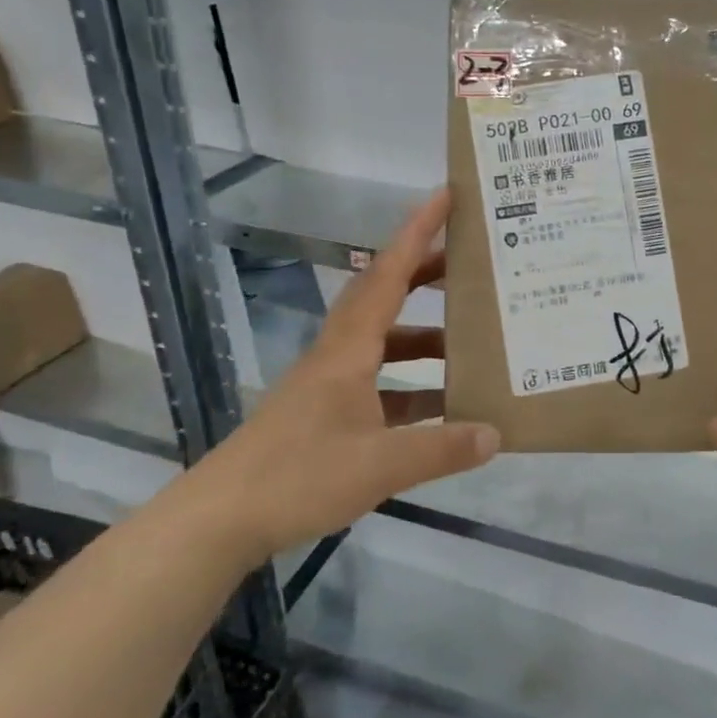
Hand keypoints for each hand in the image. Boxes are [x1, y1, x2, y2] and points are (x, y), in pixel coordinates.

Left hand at [188, 189, 499, 563]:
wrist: (220, 520)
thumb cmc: (298, 476)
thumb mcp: (379, 464)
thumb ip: (441, 448)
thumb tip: (496, 434)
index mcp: (349, 350)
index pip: (387, 275)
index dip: (416, 233)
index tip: (444, 197)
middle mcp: (338, 355)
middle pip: (384, 297)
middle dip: (425, 274)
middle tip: (470, 264)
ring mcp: (329, 386)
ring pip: (383, 343)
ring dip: (423, 336)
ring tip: (469, 341)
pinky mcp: (325, 415)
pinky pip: (379, 385)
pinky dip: (411, 386)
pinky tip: (442, 408)